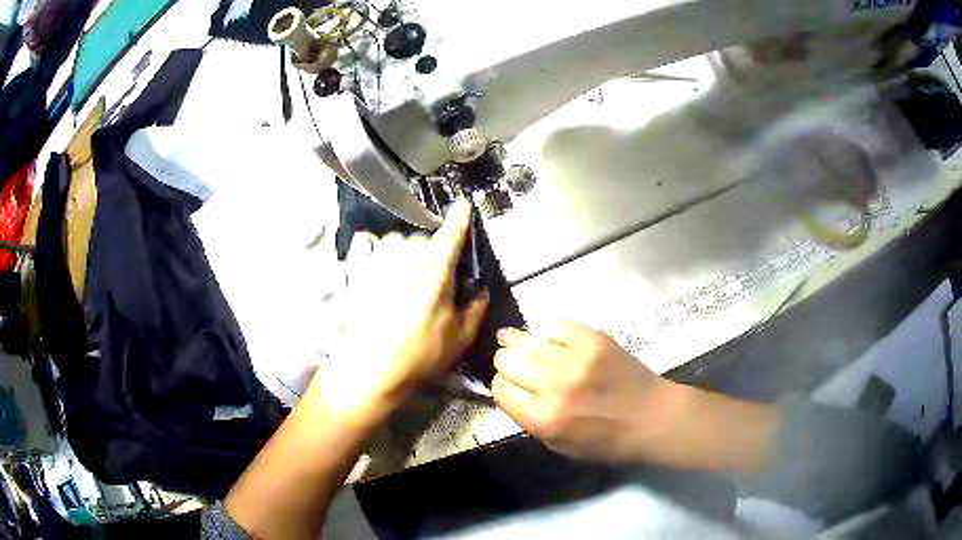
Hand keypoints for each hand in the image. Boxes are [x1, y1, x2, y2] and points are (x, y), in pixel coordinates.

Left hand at [311, 200, 488, 419]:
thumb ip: (475, 307)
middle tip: (430, 285)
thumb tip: (479, 292)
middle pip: (424, 240)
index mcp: (436, 267)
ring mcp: (377, 257)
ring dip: (403, 254)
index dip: (461, 218)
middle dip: (430, 256)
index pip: (453, 232)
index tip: (463, 206)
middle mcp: (406, 253)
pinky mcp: (355, 268)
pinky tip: (376, 264)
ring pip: (397, 241)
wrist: (369, 369)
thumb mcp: (460, 337)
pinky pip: (366, 242)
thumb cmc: (418, 354)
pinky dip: (373, 247)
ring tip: (402, 283)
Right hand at [492, 321, 682, 462]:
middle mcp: (554, 387)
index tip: (509, 385)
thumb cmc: (607, 441)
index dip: (502, 386)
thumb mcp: (559, 446)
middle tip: (511, 362)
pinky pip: (556, 326)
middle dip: (506, 362)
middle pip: (508, 361)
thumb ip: (530, 420)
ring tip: (510, 338)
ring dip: (517, 341)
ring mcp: (575, 359)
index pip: (501, 389)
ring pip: (528, 340)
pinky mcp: (593, 339)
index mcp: (544, 419)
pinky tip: (545, 335)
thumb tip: (511, 391)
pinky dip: (548, 332)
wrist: (651, 417)